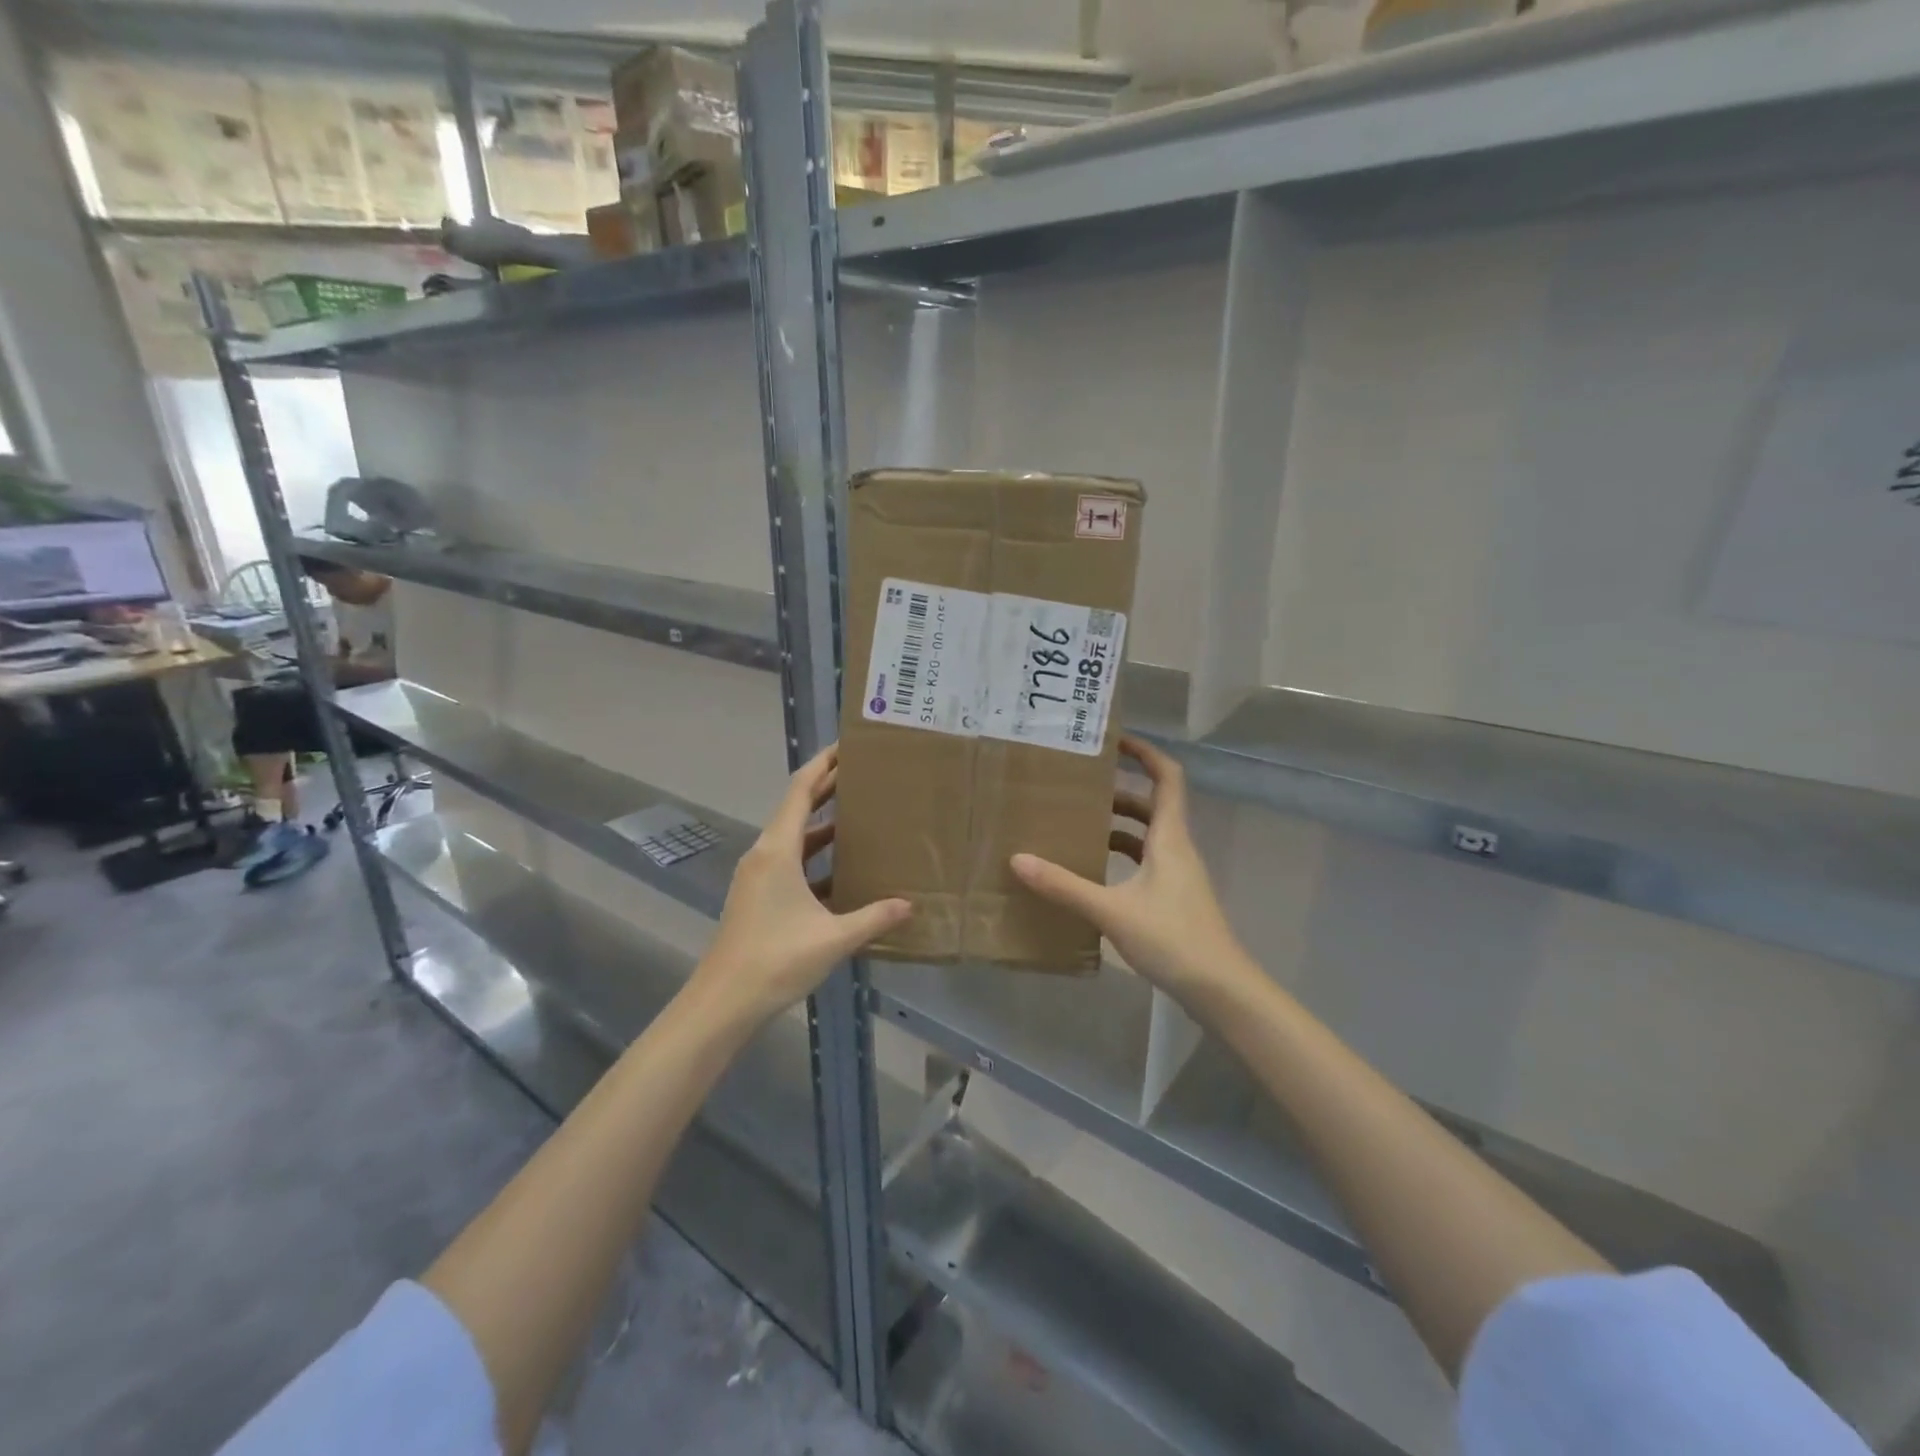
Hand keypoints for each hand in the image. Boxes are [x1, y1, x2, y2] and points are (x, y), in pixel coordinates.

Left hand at [695, 746, 911, 1023]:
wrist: (723, 1002)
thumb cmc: (776, 960)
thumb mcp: (833, 938)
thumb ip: (873, 918)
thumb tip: (909, 905)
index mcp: (777, 850)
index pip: (801, 791)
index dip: (822, 765)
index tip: (846, 747)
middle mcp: (764, 854)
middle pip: (796, 809)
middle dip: (826, 788)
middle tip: (862, 774)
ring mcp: (757, 876)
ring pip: (793, 837)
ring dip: (822, 824)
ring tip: (858, 815)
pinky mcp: (757, 897)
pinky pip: (789, 861)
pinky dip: (814, 856)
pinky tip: (840, 869)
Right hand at [1011, 735, 1252, 1006]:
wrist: (1220, 990)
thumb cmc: (1173, 938)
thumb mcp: (1112, 910)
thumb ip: (1065, 886)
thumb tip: (1018, 860)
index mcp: (1169, 838)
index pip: (1167, 778)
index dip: (1146, 753)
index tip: (1114, 741)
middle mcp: (1177, 850)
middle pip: (1152, 806)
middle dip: (1119, 793)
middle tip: (1079, 789)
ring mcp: (1178, 877)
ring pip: (1148, 837)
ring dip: (1118, 827)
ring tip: (1079, 826)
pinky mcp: (1174, 900)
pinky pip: (1145, 864)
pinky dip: (1122, 859)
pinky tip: (1095, 875)